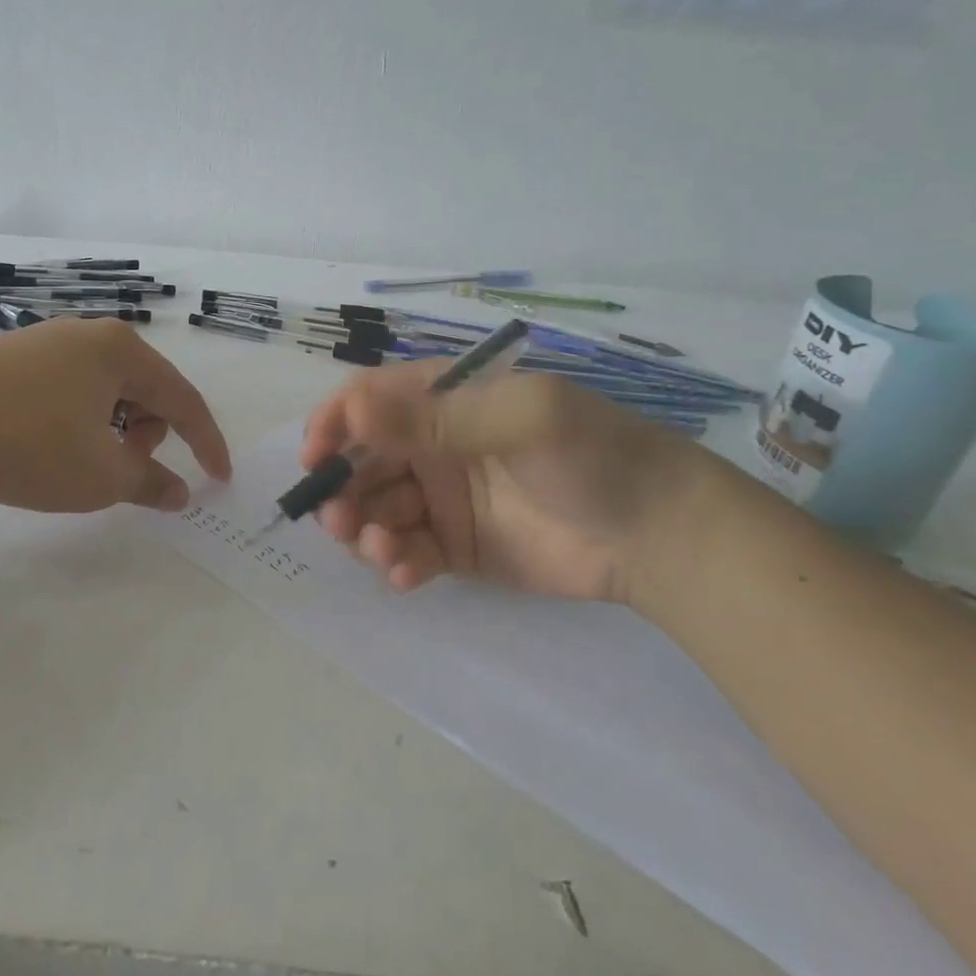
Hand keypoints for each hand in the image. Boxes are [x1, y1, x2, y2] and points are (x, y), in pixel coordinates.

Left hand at [0, 318, 231, 513]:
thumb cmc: (27, 444)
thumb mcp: (99, 475)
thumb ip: (149, 483)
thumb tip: (180, 493)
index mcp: (122, 351)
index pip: (183, 399)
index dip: (206, 443)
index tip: (218, 477)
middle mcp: (87, 335)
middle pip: (142, 389)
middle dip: (147, 435)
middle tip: (121, 470)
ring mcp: (44, 341)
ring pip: (103, 390)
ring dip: (110, 429)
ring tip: (79, 463)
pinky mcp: (8, 357)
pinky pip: (65, 389)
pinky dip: (75, 420)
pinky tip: (44, 445)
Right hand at [300, 362, 704, 602]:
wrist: (660, 534)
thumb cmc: (592, 454)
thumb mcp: (520, 419)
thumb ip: (436, 419)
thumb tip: (353, 412)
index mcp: (445, 400)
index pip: (368, 401)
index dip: (333, 424)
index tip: (315, 459)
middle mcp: (433, 445)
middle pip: (361, 460)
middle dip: (342, 487)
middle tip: (338, 519)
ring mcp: (442, 498)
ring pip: (376, 509)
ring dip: (363, 529)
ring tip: (381, 549)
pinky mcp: (454, 547)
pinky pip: (407, 551)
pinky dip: (396, 563)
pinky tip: (406, 574)